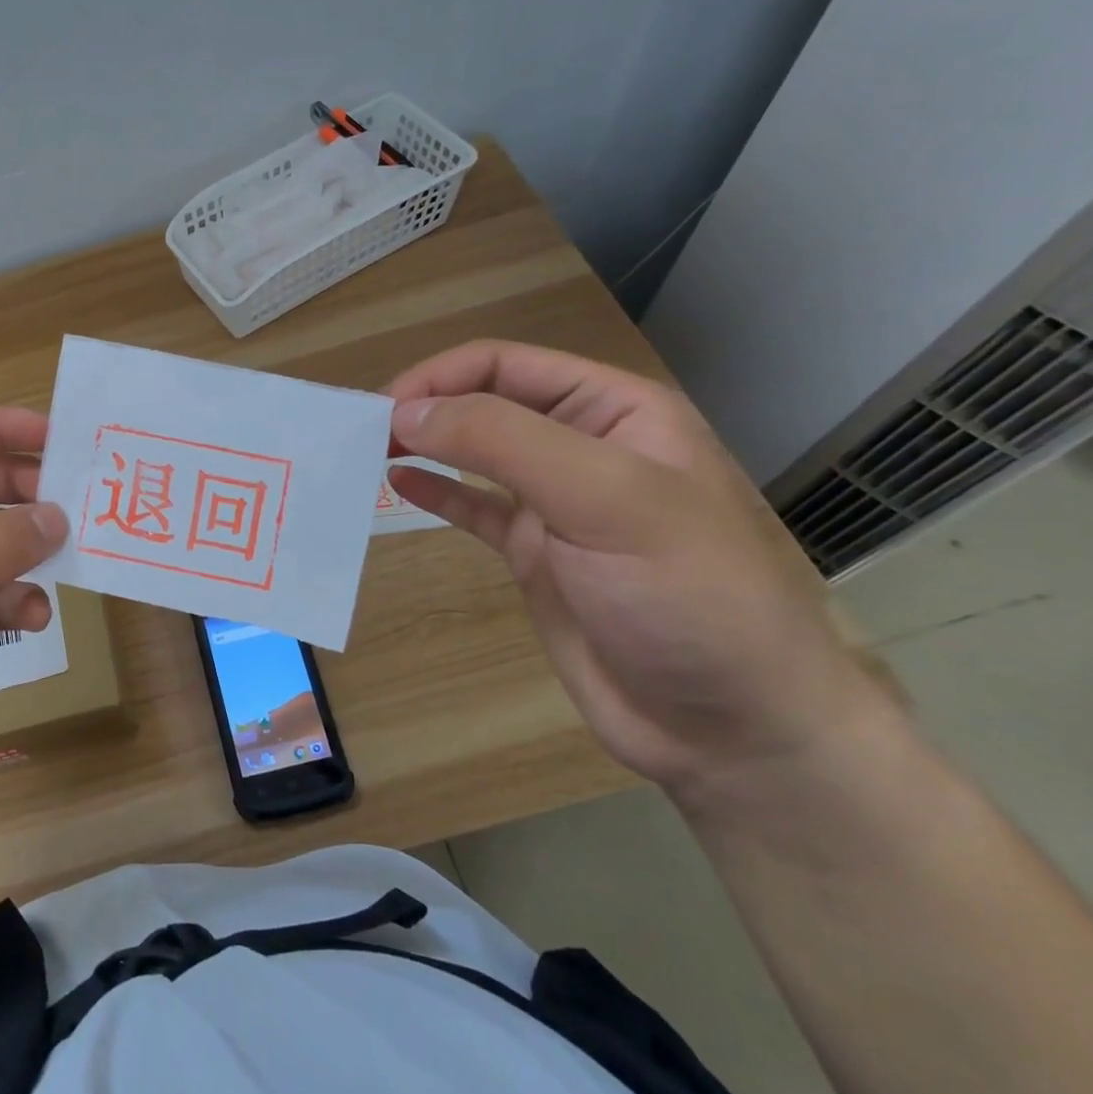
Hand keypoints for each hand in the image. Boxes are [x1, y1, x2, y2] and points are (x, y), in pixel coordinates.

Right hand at [386, 340, 883, 798]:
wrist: (730, 728)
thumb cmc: (685, 594)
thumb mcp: (603, 497)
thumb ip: (501, 442)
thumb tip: (405, 412)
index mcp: (615, 411)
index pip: (505, 365)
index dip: (440, 377)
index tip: (384, 410)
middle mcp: (582, 446)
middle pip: (484, 402)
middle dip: (424, 407)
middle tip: (361, 433)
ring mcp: (556, 503)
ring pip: (473, 453)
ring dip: (422, 444)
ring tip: (367, 452)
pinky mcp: (534, 554)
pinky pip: (473, 508)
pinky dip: (434, 493)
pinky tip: (397, 486)